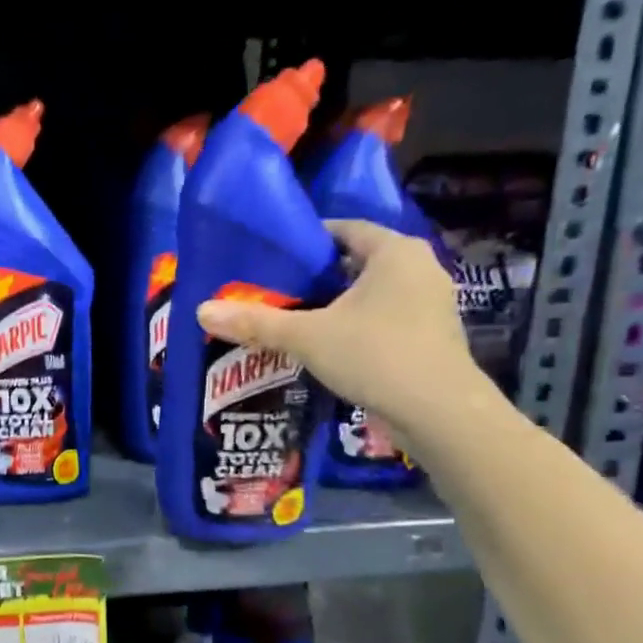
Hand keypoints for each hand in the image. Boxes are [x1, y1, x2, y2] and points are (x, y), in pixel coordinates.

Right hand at [195, 219, 487, 448]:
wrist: (440, 413)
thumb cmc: (375, 355)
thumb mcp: (306, 336)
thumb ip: (256, 322)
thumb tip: (201, 310)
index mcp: (394, 252)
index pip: (344, 229)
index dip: (307, 240)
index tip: (274, 256)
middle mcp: (419, 268)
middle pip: (357, 261)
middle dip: (318, 274)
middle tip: (276, 289)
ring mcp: (431, 303)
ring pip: (372, 292)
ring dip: (337, 302)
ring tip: (295, 318)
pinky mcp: (432, 335)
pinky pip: (385, 317)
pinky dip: (357, 324)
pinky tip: (328, 345)